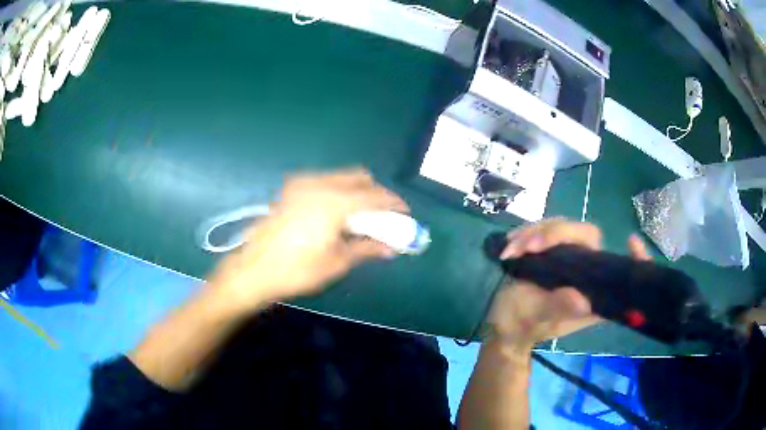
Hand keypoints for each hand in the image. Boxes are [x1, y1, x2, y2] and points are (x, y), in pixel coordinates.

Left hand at [208, 168, 408, 309]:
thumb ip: (366, 248)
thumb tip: (391, 247)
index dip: (393, 204)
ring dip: (357, 190)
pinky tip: (337, 213)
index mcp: (333, 202)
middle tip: (383, 214)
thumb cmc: (296, 271)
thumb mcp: (336, 262)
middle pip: (359, 177)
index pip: (374, 196)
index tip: (405, 214)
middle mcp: (319, 184)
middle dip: (376, 193)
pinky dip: (339, 191)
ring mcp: (302, 183)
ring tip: (361, 215)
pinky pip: (325, 181)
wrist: (254, 270)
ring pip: (341, 176)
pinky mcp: (291, 189)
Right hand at [485, 218, 650, 351]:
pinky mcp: (555, 252)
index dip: (634, 259)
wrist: (504, 323)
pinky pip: (547, 231)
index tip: (632, 241)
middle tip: (528, 247)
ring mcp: (571, 260)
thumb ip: (559, 308)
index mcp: (592, 295)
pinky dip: (527, 234)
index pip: (620, 273)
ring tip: (511, 250)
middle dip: (556, 234)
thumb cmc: (522, 326)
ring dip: (536, 233)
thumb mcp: (537, 319)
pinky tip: (510, 245)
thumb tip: (582, 299)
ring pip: (564, 228)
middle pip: (586, 236)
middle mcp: (587, 273)